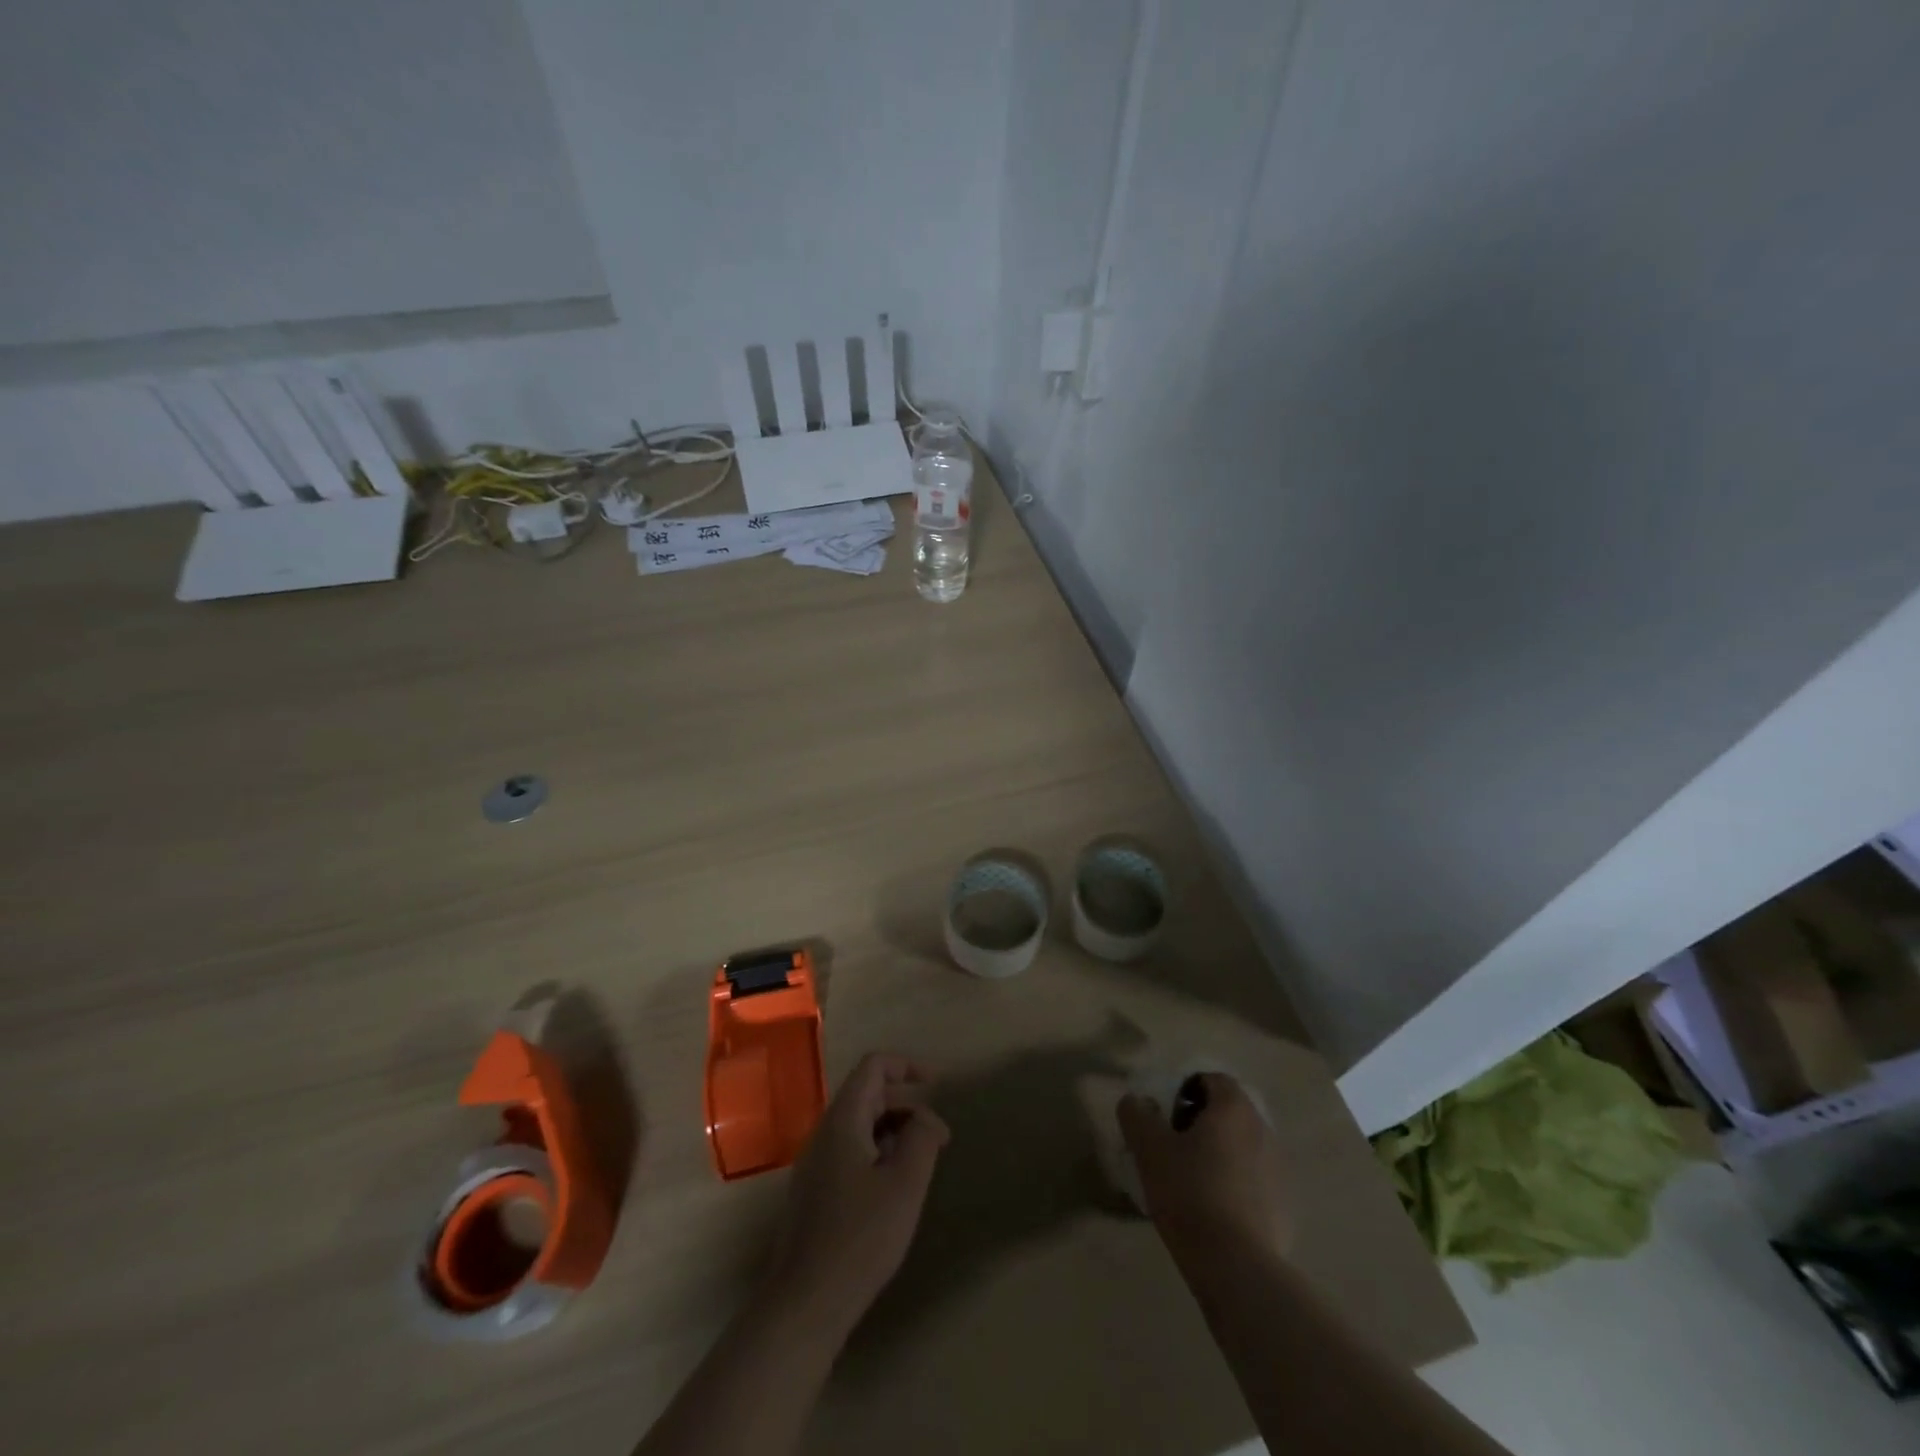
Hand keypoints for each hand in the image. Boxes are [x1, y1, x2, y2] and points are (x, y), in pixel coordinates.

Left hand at [767, 1052, 950, 1330]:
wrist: (804, 1303)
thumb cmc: (860, 1238)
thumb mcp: (904, 1184)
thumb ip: (922, 1138)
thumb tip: (926, 1117)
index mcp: (843, 1120)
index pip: (873, 1066)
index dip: (907, 1066)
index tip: (937, 1086)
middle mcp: (825, 1132)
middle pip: (868, 1094)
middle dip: (907, 1104)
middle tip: (940, 1136)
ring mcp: (815, 1163)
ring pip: (860, 1125)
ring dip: (894, 1131)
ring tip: (922, 1162)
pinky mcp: (814, 1192)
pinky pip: (851, 1151)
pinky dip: (879, 1152)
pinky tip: (895, 1188)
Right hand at [1118, 1072, 1293, 1265]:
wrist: (1236, 1266)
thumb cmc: (1190, 1193)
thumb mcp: (1149, 1149)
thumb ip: (1137, 1115)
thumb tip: (1135, 1101)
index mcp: (1234, 1108)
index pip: (1212, 1080)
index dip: (1185, 1091)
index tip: (1166, 1117)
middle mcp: (1263, 1130)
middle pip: (1229, 1113)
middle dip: (1201, 1124)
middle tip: (1174, 1148)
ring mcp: (1279, 1170)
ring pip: (1242, 1148)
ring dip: (1219, 1154)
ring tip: (1191, 1182)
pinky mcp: (1285, 1207)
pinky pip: (1254, 1182)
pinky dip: (1235, 1186)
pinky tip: (1213, 1212)